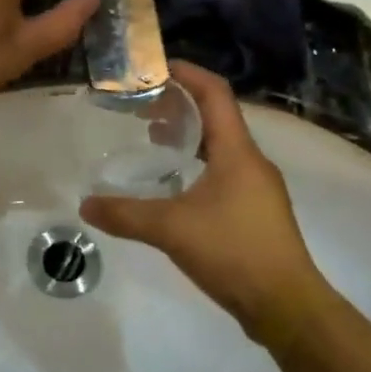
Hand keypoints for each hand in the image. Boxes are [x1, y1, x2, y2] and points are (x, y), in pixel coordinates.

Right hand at [80, 63, 326, 339]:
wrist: (285, 304)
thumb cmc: (233, 252)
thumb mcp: (171, 230)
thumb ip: (125, 214)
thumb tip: (85, 205)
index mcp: (237, 152)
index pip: (215, 94)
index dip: (187, 74)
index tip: (154, 67)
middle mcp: (251, 162)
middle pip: (217, 117)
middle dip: (180, 104)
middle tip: (142, 105)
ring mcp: (257, 188)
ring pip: (220, 146)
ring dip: (188, 135)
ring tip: (152, 137)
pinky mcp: (255, 211)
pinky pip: (223, 171)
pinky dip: (196, 163)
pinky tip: (173, 184)